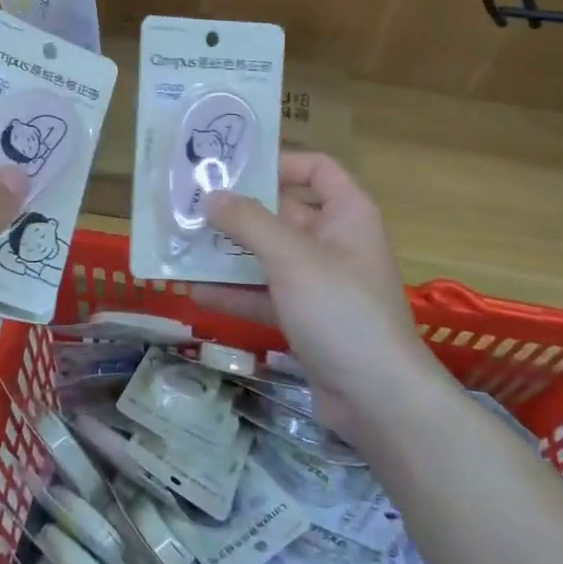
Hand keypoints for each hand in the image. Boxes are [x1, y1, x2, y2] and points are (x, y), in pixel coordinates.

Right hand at [193, 152, 439, 441]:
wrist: (379, 400)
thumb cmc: (341, 310)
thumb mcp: (292, 258)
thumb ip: (249, 222)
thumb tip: (211, 196)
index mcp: (347, 215)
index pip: (316, 169)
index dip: (279, 162)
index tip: (234, 169)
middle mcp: (335, 242)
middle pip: (283, 213)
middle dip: (238, 213)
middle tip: (190, 207)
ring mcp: (320, 283)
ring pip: (269, 257)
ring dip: (229, 255)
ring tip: (183, 248)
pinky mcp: (307, 319)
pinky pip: (266, 295)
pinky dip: (236, 293)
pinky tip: (197, 293)